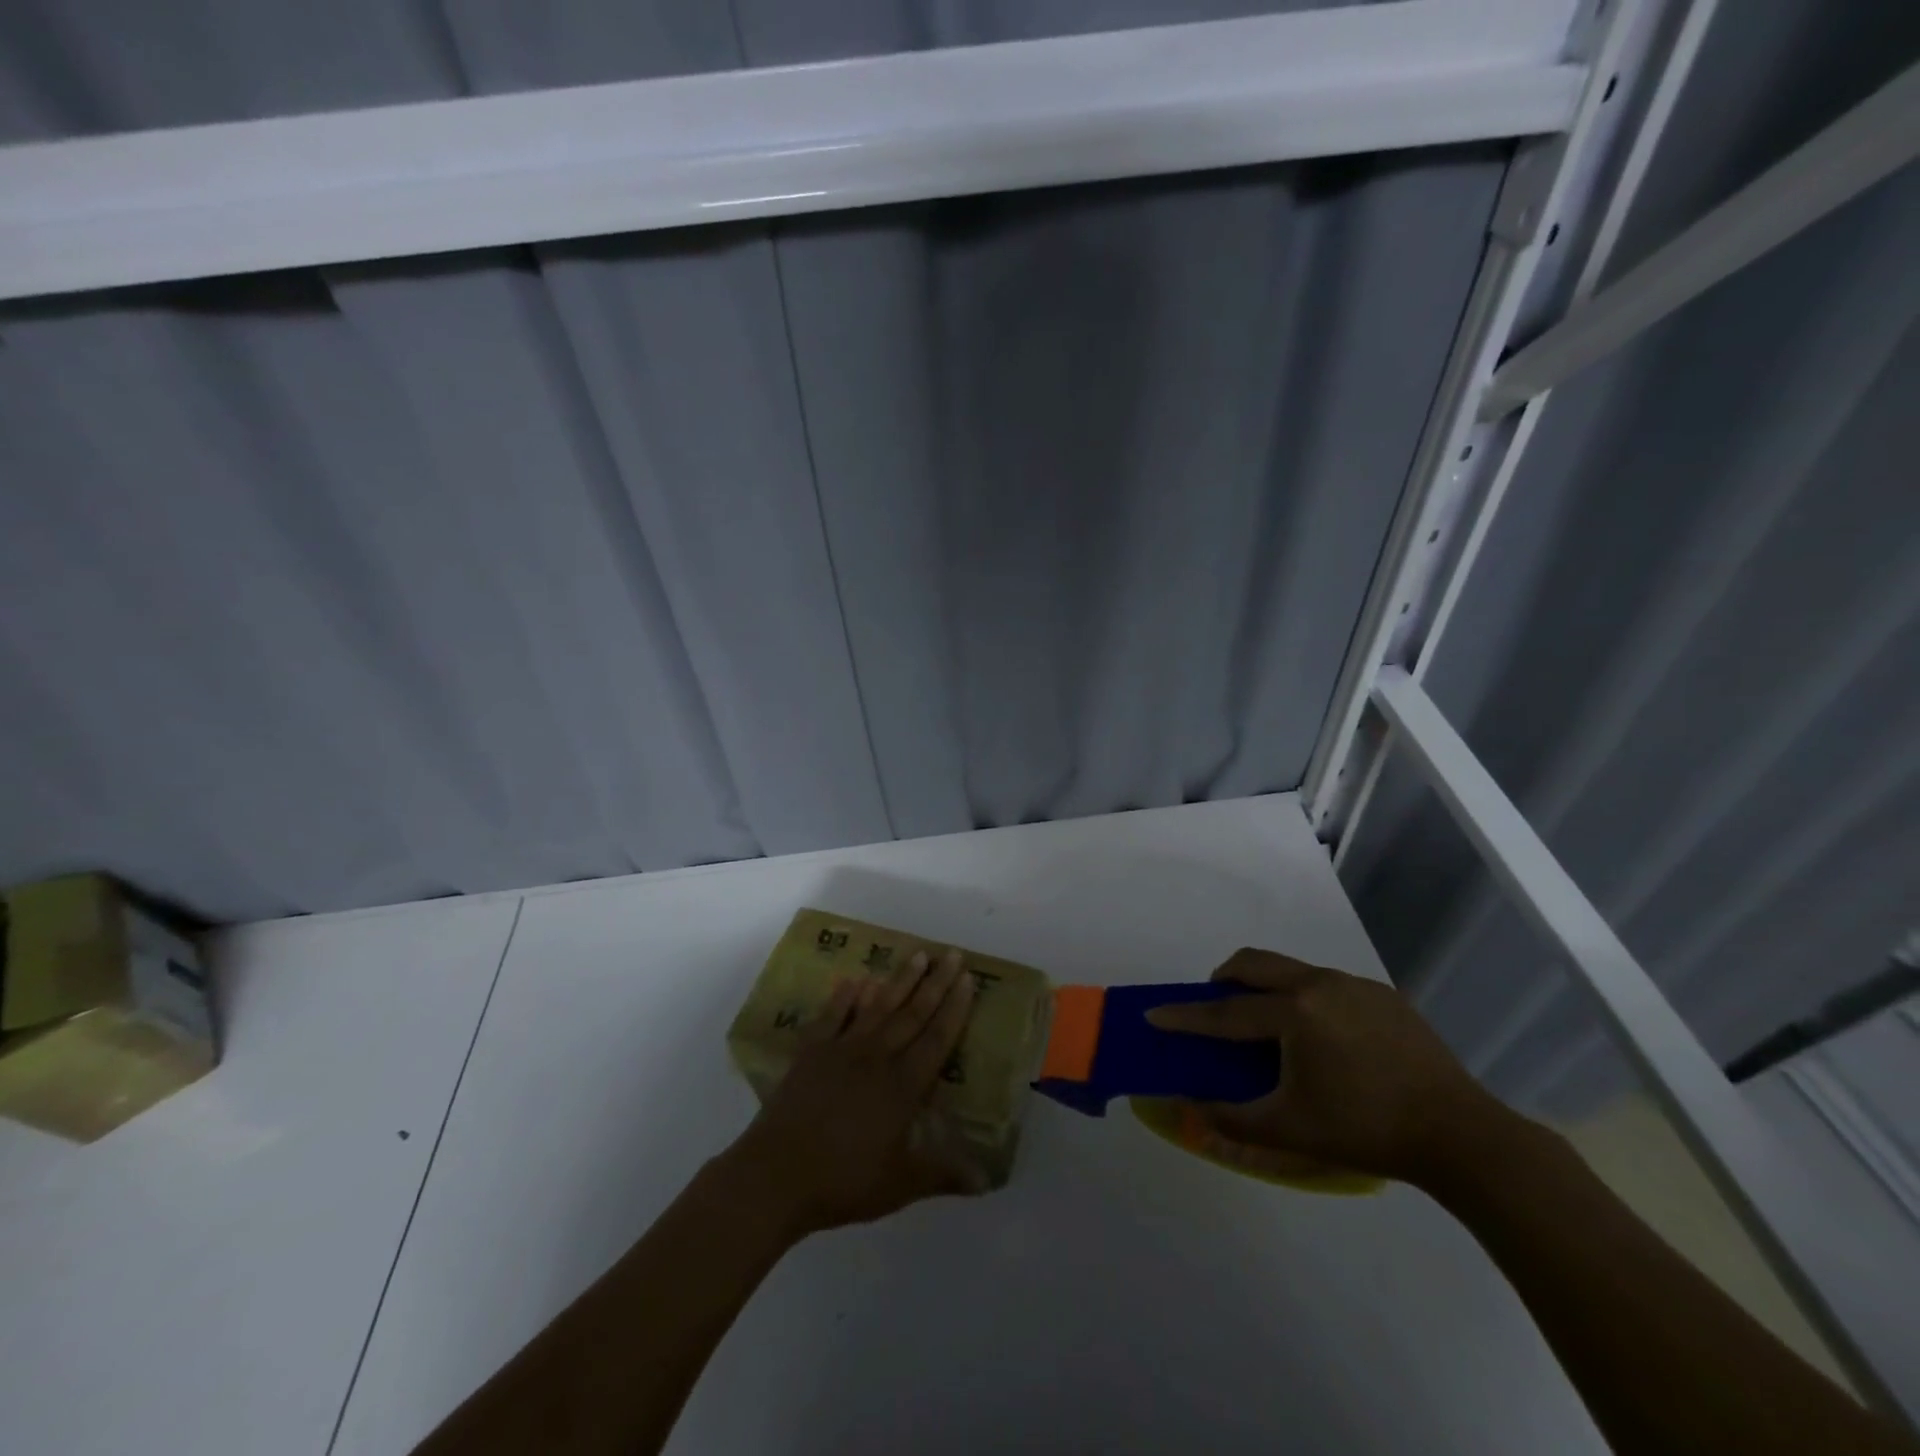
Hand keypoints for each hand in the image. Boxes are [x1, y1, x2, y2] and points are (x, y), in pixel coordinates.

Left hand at [723, 949, 981, 1238]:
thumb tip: (987, 1180)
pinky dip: (844, 998)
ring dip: (900, 980)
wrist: (775, 1176)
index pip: (937, 1038)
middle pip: (913, 1013)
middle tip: (952, 953)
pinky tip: (854, 981)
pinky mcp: (811, 1053)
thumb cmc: (843, 1181)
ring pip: (878, 1007)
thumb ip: (942, 1174)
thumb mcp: (900, 1184)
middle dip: (936, 983)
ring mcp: (842, 1050)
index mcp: (903, 1086)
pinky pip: (832, 1017)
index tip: (968, 978)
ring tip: (917, 954)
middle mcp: (877, 1058)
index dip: (955, 1008)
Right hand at [1145, 948, 1522, 1187]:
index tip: (1154, 1013)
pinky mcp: (1384, 995)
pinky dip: (1306, 999)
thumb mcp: (1290, 1130)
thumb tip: (1186, 1109)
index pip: (1225, 1011)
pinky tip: (1325, 1040)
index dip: (1185, 1015)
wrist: (1461, 1135)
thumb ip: (1231, 1119)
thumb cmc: (1366, 1130)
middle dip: (1223, 978)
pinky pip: (1327, 984)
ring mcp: (1355, 985)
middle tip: (1214, 1005)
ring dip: (1266, 987)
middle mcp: (1320, 983)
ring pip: (1292, 969)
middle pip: (1254, 963)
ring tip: (1271, 1028)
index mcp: (1295, 1012)